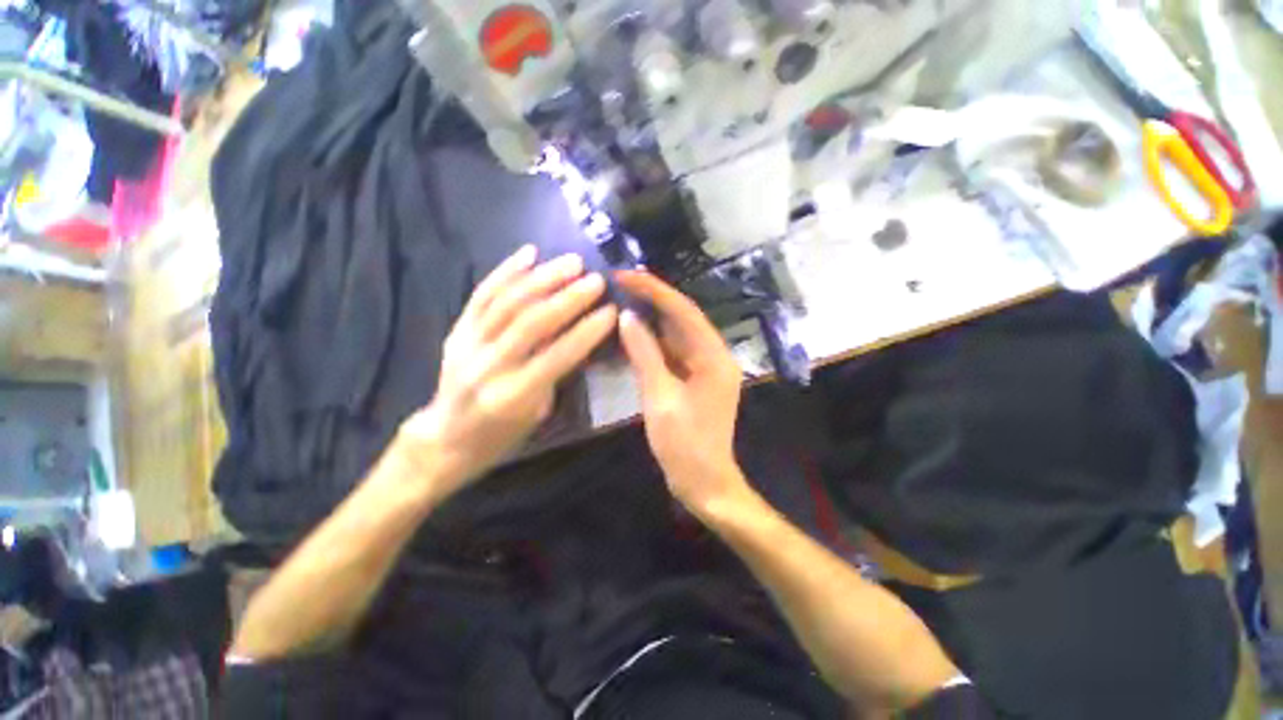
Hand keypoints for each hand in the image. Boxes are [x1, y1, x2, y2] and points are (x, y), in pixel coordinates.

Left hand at [399, 245, 617, 497]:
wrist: (445, 439)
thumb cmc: (501, 435)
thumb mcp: (537, 413)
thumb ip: (555, 373)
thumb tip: (577, 335)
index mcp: (514, 395)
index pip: (558, 355)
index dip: (587, 331)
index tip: (611, 310)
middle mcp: (489, 365)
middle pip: (532, 322)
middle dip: (568, 298)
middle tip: (596, 280)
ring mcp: (468, 343)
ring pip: (508, 302)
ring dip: (543, 278)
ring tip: (572, 262)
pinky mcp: (457, 330)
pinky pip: (481, 295)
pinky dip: (506, 271)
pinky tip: (528, 253)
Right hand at [615, 270, 751, 514]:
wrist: (704, 482)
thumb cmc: (684, 444)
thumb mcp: (660, 397)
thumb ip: (644, 354)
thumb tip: (627, 318)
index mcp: (714, 357)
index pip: (683, 311)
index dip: (654, 290)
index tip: (625, 275)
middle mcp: (714, 356)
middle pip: (682, 319)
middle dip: (653, 300)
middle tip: (620, 284)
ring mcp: (705, 368)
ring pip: (677, 335)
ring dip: (652, 320)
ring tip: (622, 301)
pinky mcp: (695, 379)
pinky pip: (673, 353)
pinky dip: (654, 343)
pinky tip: (633, 335)